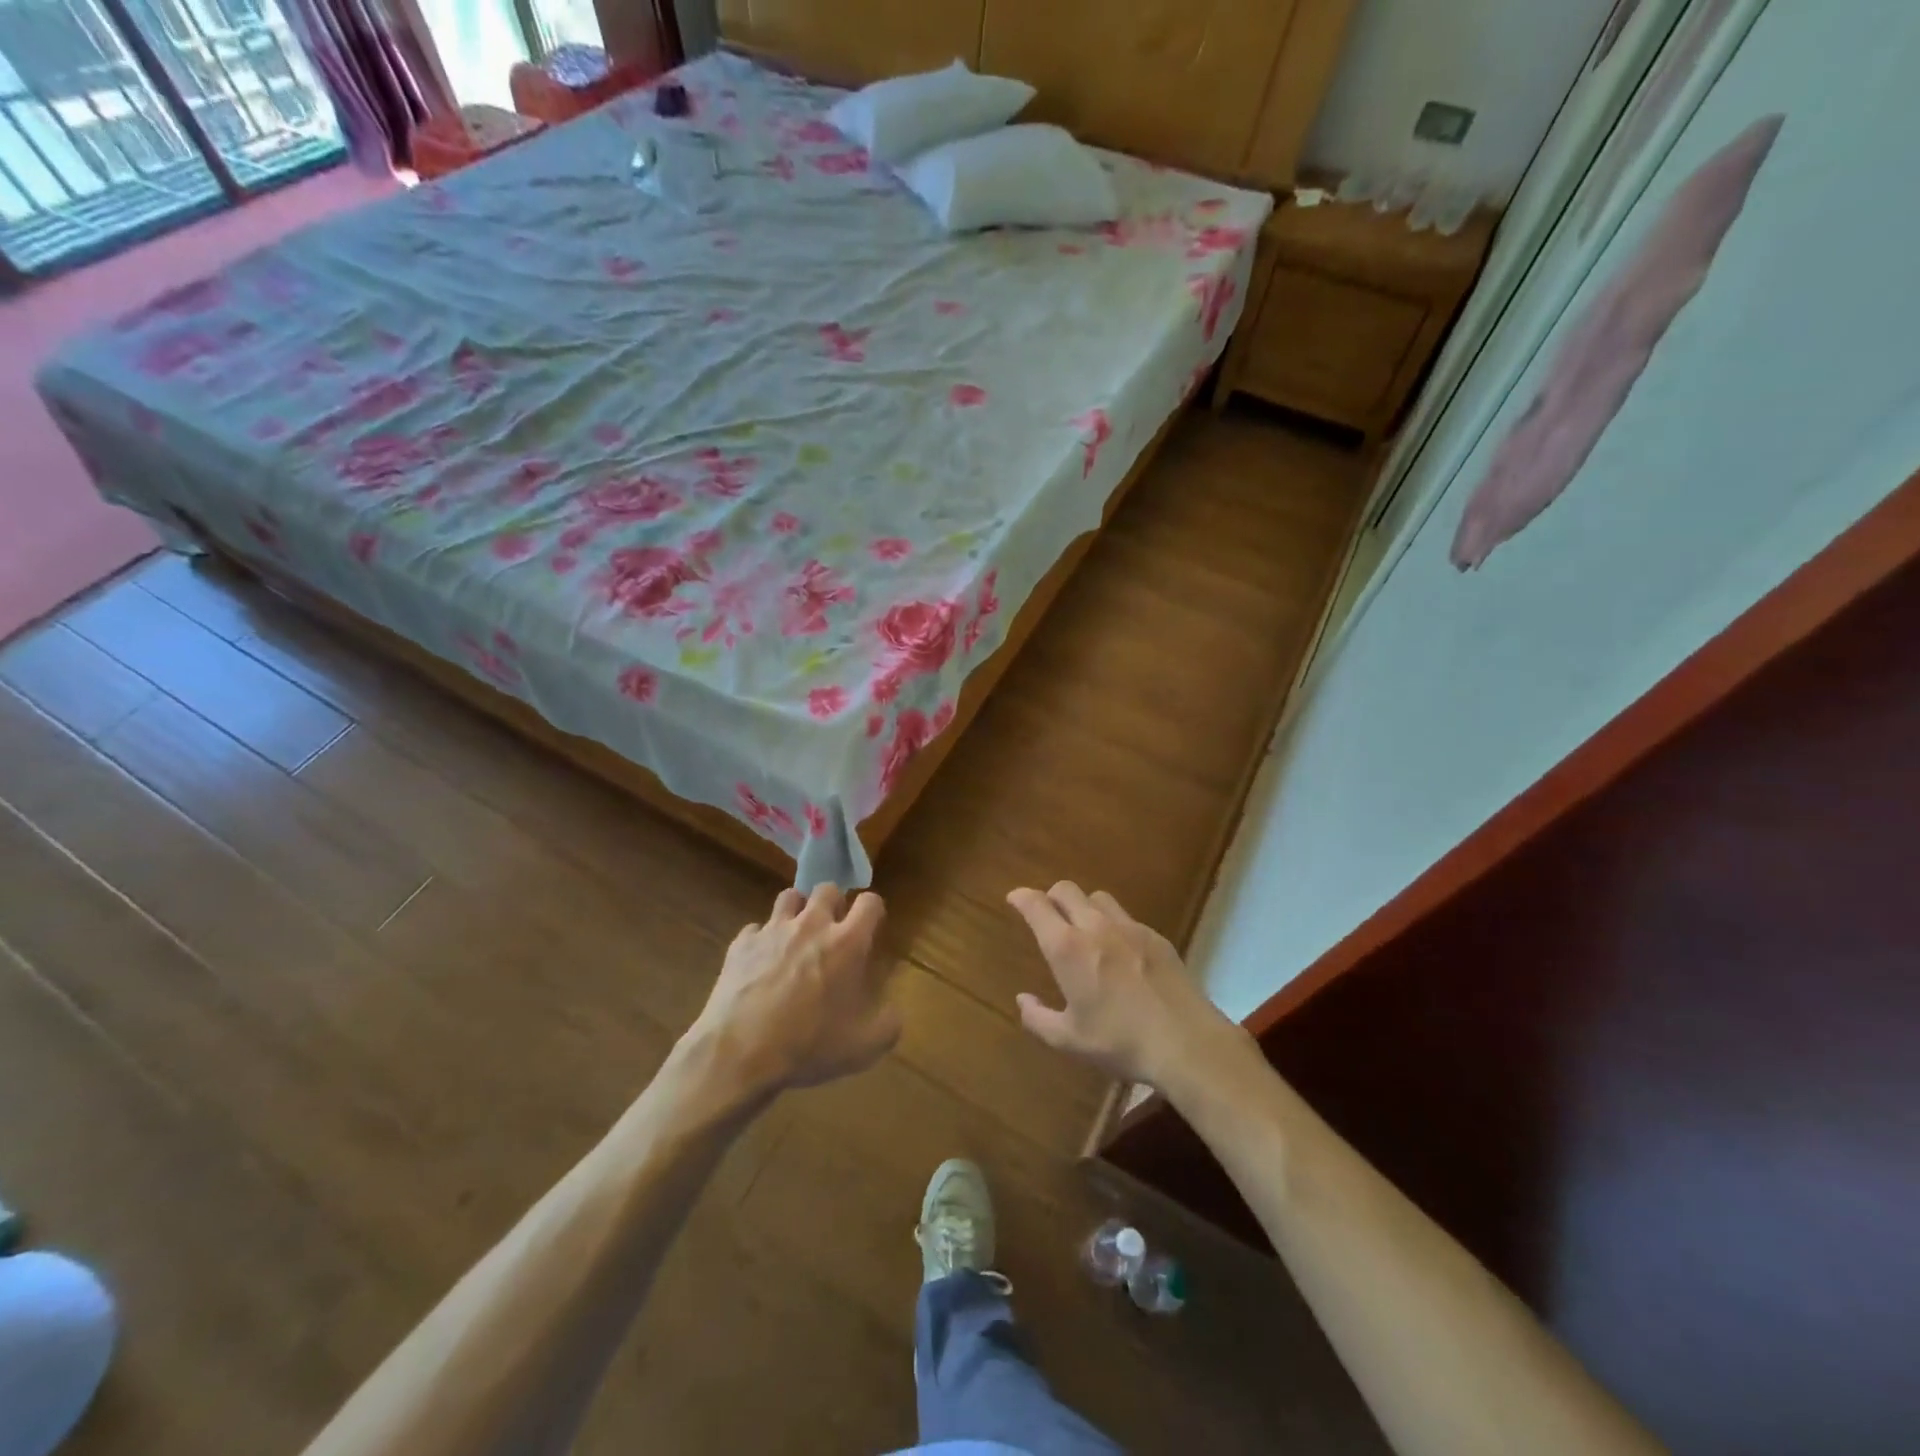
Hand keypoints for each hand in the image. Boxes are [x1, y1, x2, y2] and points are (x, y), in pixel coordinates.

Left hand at [687, 884, 898, 1097]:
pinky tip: (761, 962)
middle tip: (833, 930)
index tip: (871, 927)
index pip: (870, 902)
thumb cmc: (808, 1046)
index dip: (873, 911)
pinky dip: (762, 940)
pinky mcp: (742, 943)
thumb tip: (894, 1013)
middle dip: (834, 904)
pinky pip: (756, 929)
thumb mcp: (863, 1048)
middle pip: (828, 889)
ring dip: (798, 910)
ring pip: (790, 896)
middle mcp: (812, 925)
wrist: (740, 1053)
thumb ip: (888, 1025)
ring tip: (797, 935)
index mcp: (847, 943)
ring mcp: (773, 930)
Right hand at [1007, 882, 1244, 1089]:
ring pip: (1098, 897)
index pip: (1037, 905)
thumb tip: (1023, 999)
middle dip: (1051, 896)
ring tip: (1083, 928)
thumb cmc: (1120, 1042)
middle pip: (1067, 889)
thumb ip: (1038, 1018)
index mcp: (1067, 948)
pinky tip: (1119, 950)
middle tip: (1046, 914)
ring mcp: (1130, 928)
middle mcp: (1095, 927)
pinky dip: (1113, 924)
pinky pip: (1126, 918)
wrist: (1186, 1042)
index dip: (1021, 897)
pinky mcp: (1157, 937)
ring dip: (1083, 905)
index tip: (1014, 899)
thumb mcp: (1069, 1040)